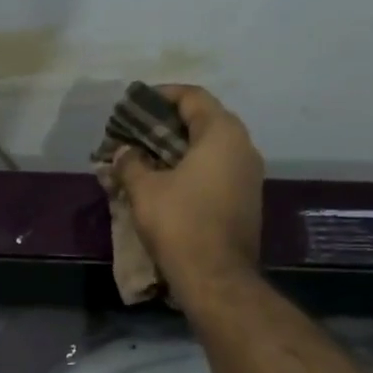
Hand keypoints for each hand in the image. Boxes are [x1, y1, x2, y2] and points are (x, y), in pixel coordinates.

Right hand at [112, 84, 263, 295]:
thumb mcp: (145, 189)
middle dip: (166, 125)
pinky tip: (164, 183)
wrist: (216, 277)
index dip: (161, 96)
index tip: (135, 103)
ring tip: (145, 158)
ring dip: (177, 149)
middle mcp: (243, 147)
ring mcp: (248, 175)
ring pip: (209, 149)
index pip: (192, 98)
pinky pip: (215, 171)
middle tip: (135, 133)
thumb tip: (124, 151)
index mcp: (222, 134)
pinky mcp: (245, 200)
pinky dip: (190, 169)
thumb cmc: (180, 223)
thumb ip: (131, 163)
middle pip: (203, 121)